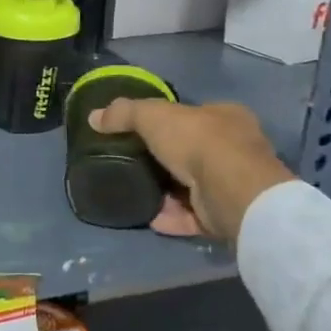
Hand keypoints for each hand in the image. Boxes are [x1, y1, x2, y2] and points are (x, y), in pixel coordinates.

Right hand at [89, 100, 295, 241]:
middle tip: (134, 163)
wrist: (232, 191)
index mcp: (226, 116)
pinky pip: (192, 215)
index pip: (195, 115)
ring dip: (166, 191)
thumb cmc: (198, 141)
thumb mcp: (152, 116)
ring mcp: (233, 184)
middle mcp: (236, 148)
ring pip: (192, 186)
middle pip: (193, 151)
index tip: (143, 132)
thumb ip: (124, 114)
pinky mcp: (227, 214)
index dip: (169, 122)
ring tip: (135, 192)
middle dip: (165, 159)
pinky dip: (172, 216)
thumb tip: (94, 117)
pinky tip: (149, 216)